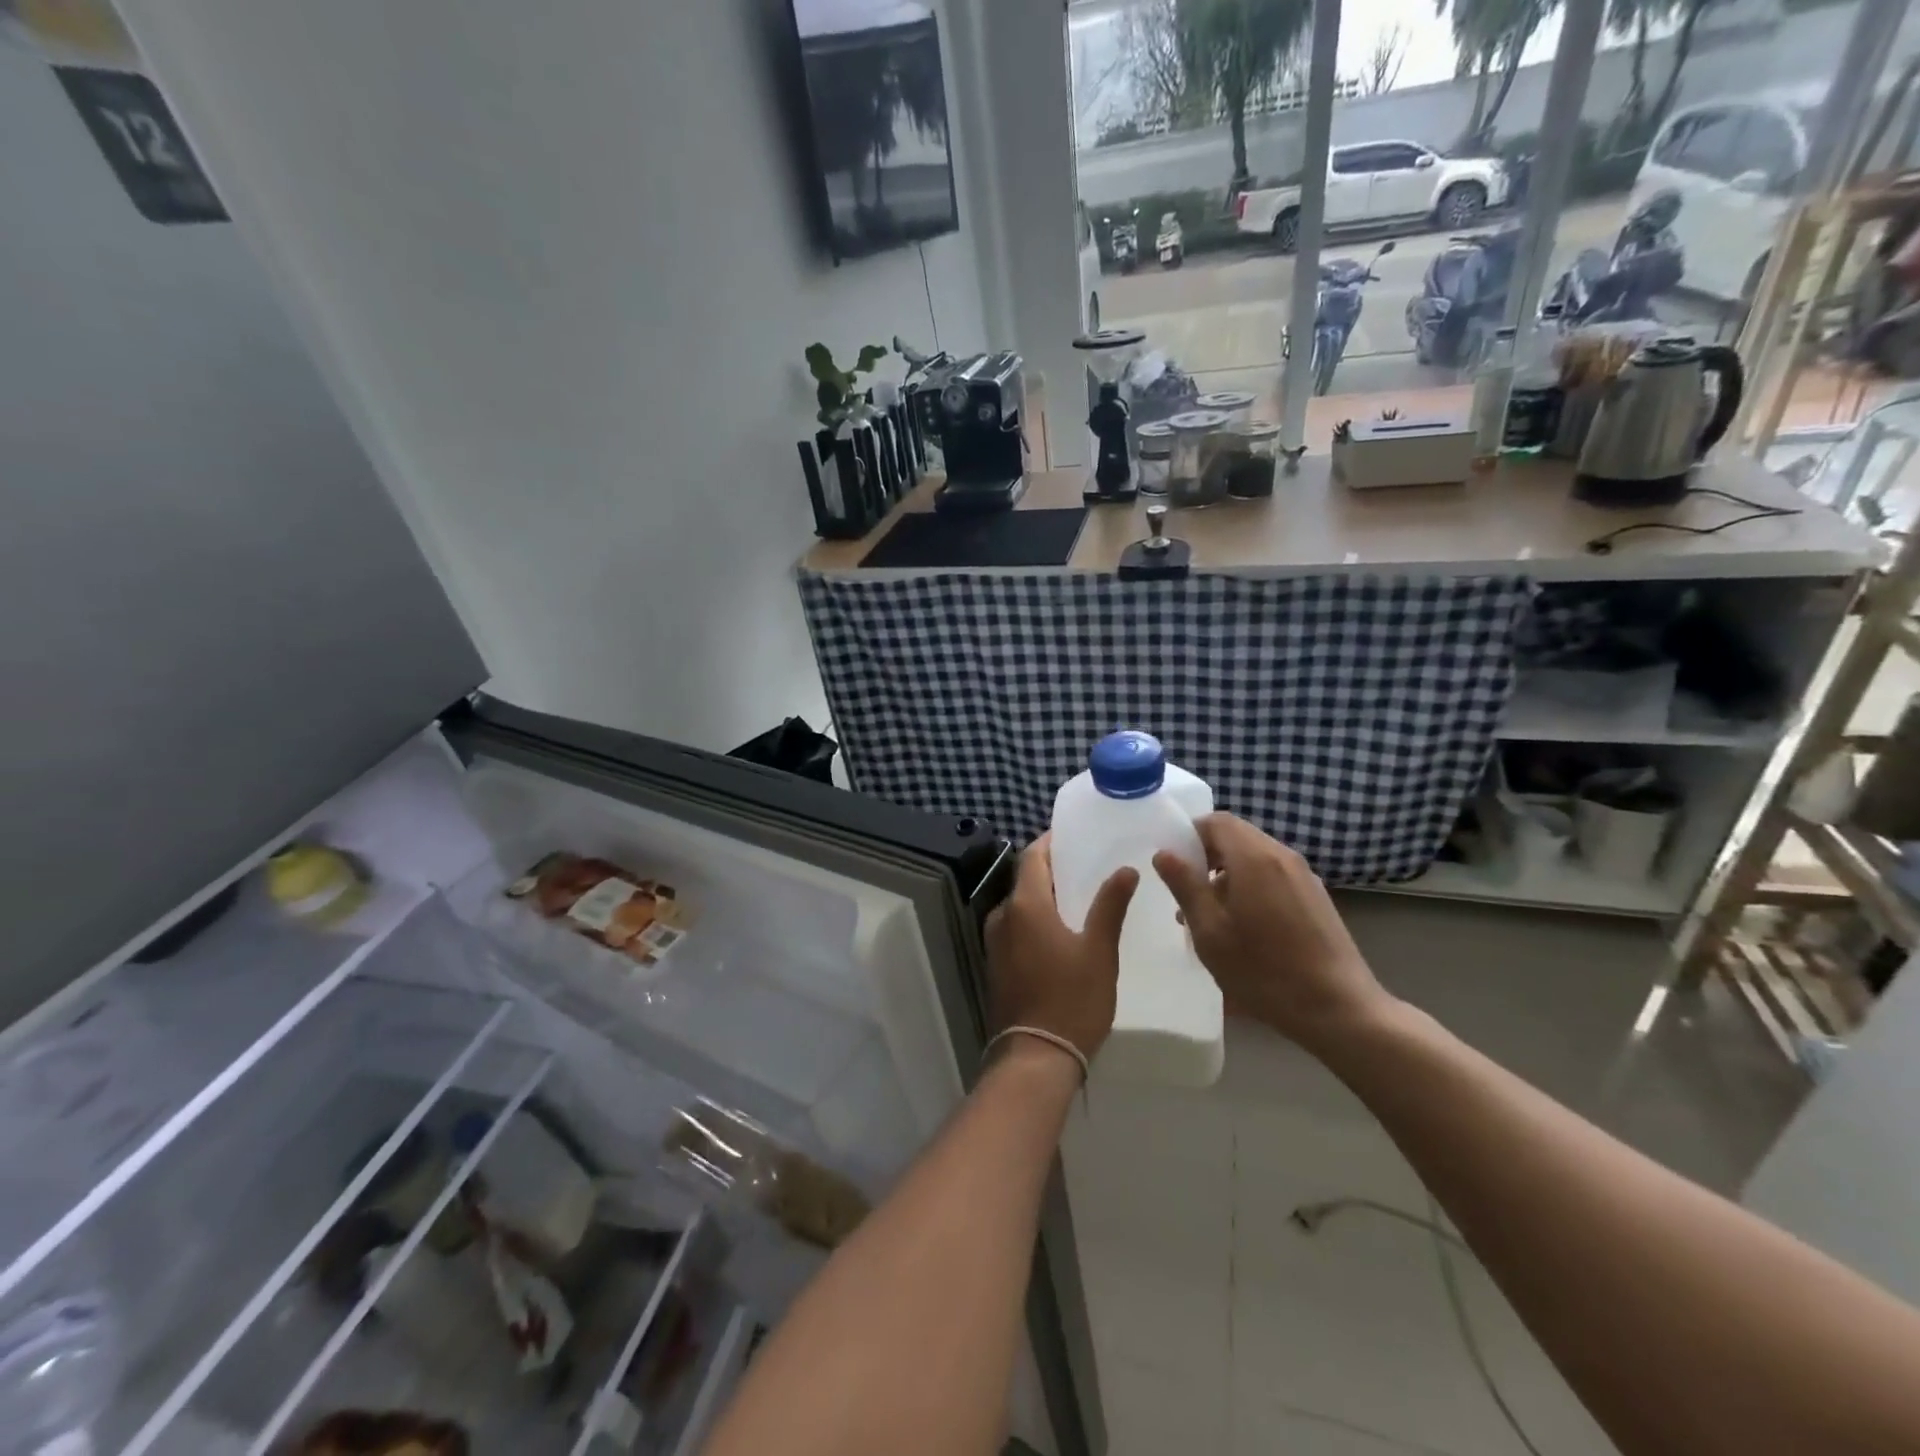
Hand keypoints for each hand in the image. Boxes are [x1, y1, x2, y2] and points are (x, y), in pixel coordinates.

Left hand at [984, 835, 1138, 1068]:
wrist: (1035, 1057)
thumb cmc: (1071, 999)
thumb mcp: (1099, 951)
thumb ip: (1110, 906)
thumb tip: (1125, 869)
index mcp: (1024, 906)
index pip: (1032, 857)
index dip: (1050, 842)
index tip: (1072, 836)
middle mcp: (1002, 917)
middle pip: (1025, 880)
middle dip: (1051, 869)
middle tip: (1085, 865)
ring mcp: (995, 942)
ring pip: (1020, 905)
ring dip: (1044, 896)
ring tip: (1078, 896)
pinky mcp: (996, 964)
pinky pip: (1016, 927)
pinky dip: (1036, 919)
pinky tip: (1061, 930)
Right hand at [1152, 814, 1390, 1050]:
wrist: (1339, 1009)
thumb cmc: (1264, 970)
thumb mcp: (1210, 931)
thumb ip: (1185, 886)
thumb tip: (1164, 853)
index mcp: (1254, 858)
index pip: (1216, 821)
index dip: (1189, 835)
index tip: (1173, 865)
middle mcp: (1282, 856)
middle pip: (1237, 837)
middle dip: (1206, 857)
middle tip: (1187, 893)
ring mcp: (1304, 876)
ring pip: (1254, 858)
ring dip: (1227, 875)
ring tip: (1210, 917)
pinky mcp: (1316, 897)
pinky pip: (1273, 876)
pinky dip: (1251, 887)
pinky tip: (1244, 929)